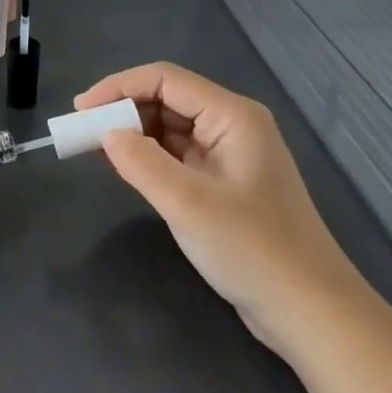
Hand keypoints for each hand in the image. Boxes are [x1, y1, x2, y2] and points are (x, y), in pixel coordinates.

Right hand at [75, 62, 366, 352]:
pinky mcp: (223, 184)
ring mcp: (228, 156)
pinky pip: (176, 156)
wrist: (311, 313)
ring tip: (91, 148)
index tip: (80, 111)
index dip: (117, 87)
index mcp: (232, 116)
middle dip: (121, 111)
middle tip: (81, 132)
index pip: (164, 79)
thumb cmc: (253, 249)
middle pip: (166, 100)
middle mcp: (231, 126)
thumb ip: (141, 162)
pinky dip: (146, 158)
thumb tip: (106, 134)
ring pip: (169, 128)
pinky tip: (121, 168)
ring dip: (131, 134)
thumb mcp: (188, 203)